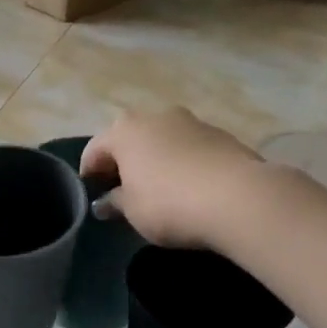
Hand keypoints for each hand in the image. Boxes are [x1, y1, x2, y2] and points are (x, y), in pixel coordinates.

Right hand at [81, 109, 264, 249]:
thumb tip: (105, 202)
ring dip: (154, 160)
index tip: (90, 195)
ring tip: (157, 190)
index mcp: (125, 130)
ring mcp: (192, 122)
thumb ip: (115, 202)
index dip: (89, 173)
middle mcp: (156, 116)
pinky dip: (182, 163)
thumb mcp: (132, 211)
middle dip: (123, 162)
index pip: (95, 149)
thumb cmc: (168, 204)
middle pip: (130, 139)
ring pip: (162, 140)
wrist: (238, 198)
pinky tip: (187, 188)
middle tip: (122, 191)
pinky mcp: (221, 135)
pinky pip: (189, 149)